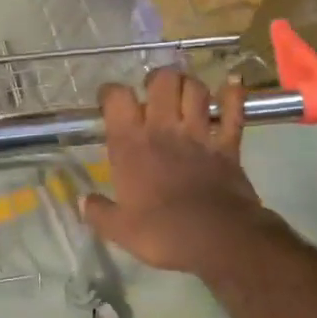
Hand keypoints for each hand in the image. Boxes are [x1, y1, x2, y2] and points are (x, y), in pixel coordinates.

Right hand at [82, 69, 289, 277]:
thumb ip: (98, 212)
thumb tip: (82, 202)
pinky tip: (231, 83)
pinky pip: (233, 112)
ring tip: (184, 91)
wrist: (217, 239)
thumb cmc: (162, 232)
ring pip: (196, 89)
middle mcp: (163, 129)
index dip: (111, 92)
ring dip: (189, 84)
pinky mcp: (228, 146)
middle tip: (153, 91)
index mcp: (131, 145)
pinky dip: (233, 95)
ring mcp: (199, 134)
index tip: (108, 101)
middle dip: (157, 78)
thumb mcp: (118, 228)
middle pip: (162, 81)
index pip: (117, 98)